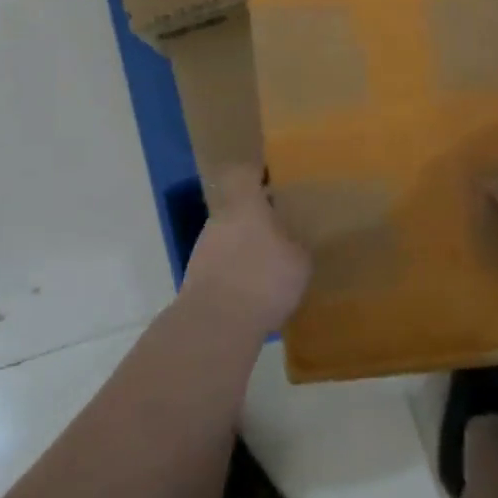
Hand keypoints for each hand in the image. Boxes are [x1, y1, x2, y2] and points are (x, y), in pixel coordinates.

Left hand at [182, 166, 311, 338]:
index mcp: (245, 205)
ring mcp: (204, 247)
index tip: (273, 179)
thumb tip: (295, 241)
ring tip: (269, 267)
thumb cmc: (264, 279)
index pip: (245, 175)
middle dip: (257, 219)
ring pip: (229, 237)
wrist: (216, 322)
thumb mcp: (300, 262)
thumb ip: (297, 244)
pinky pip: (222, 265)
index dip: (257, 174)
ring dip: (246, 248)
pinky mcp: (197, 276)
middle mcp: (220, 219)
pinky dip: (236, 273)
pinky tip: (253, 292)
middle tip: (281, 231)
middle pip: (238, 209)